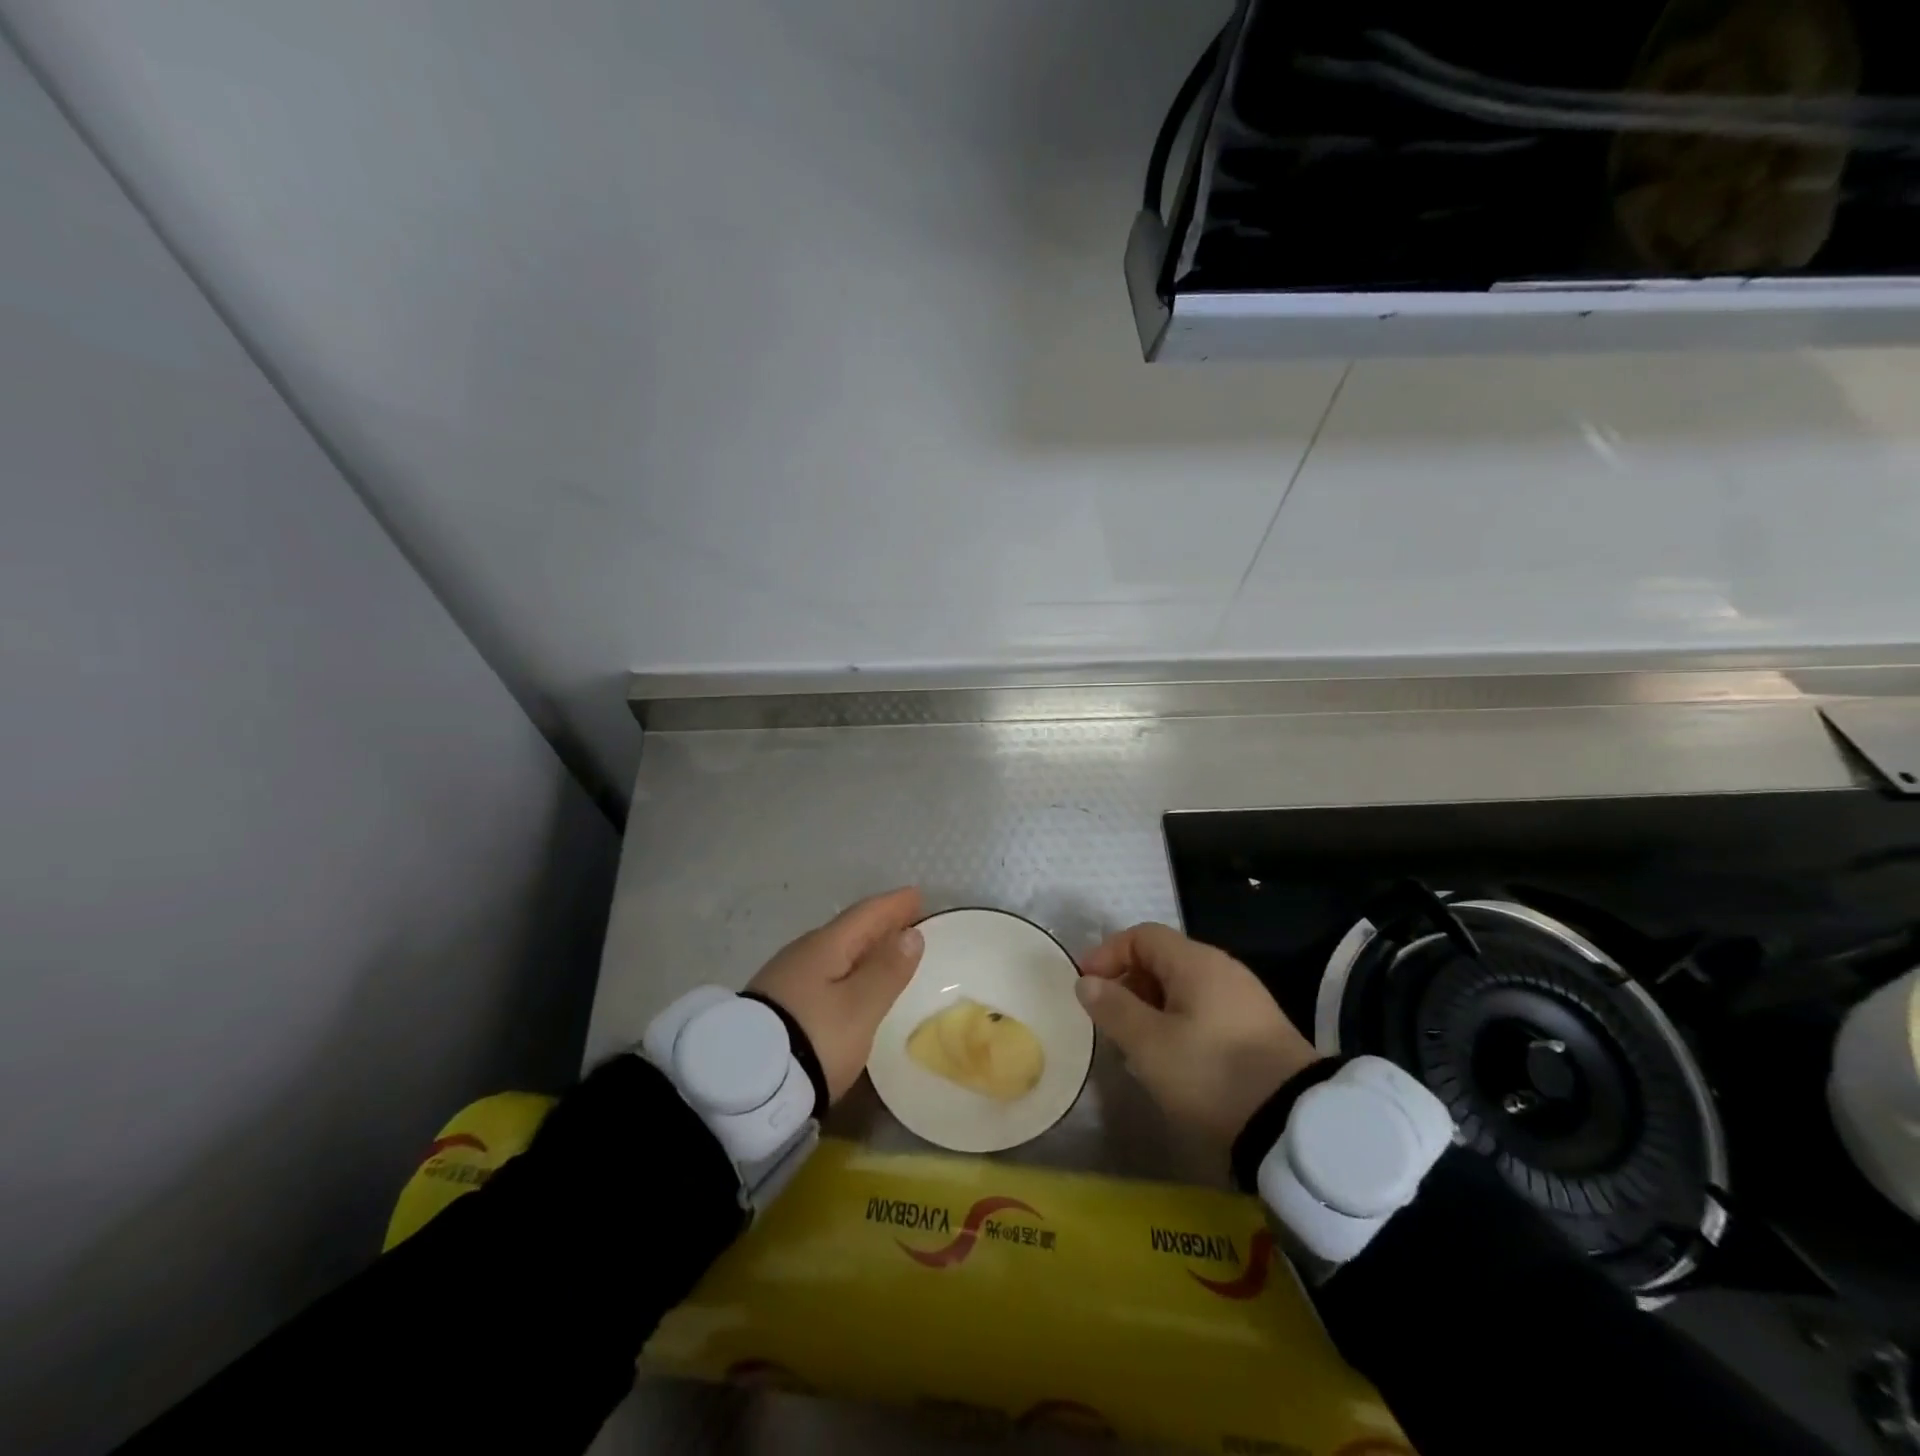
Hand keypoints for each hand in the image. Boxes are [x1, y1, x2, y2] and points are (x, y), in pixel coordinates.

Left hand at [747, 888, 924, 1102]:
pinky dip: (845, 967)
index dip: (893, 905)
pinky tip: (848, 980)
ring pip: (833, 950)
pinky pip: (822, 970)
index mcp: (825, 946)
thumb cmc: (816, 1037)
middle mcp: (803, 952)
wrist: (747, 1085)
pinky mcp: (777, 1004)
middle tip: (905, 919)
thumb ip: (887, 970)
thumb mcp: (860, 1007)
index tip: (917, 894)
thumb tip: (910, 934)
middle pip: (848, 929)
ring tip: (882, 950)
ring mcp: (785, 977)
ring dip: (861, 946)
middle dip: (878, 923)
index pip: (866, 914)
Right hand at [1077, 923, 1319, 1146]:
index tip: (1085, 985)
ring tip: (1132, 1042)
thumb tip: (1087, 982)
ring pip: (1182, 987)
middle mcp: (1222, 969)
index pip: (1142, 936)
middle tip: (1106, 1018)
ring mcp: (1244, 999)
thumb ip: (1114, 1008)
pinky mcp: (1256, 1030)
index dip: (1108, 953)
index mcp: (1196, 962)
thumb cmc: (1211, 1073)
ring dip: (1150, 1006)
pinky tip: (1169, 1057)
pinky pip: (1203, 1010)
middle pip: (1162, 959)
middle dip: (1127, 982)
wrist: (1293, 1125)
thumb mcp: (1150, 1044)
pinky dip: (1176, 1022)